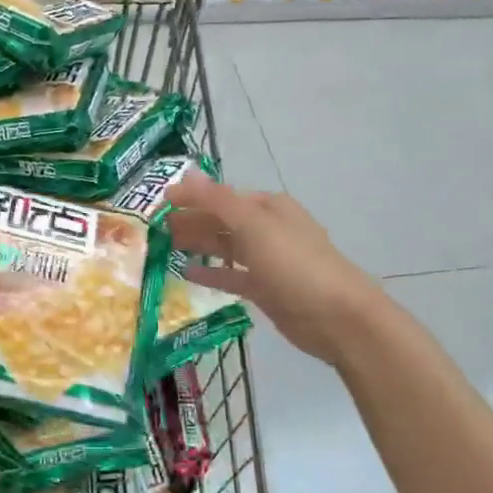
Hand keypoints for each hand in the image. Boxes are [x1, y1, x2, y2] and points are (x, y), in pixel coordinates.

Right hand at [166, 173, 382, 366]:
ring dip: (197, 244)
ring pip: (224, 247)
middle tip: (154, 229)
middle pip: (221, 220)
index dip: (190, 198)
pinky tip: (186, 273)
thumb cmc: (295, 264)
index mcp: (267, 207)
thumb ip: (217, 200)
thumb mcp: (254, 226)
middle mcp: (267, 228)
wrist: (338, 317)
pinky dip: (211, 272)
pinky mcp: (265, 289)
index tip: (156, 204)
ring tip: (164, 246)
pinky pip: (231, 276)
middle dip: (190, 221)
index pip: (220, 196)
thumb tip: (186, 174)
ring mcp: (267, 260)